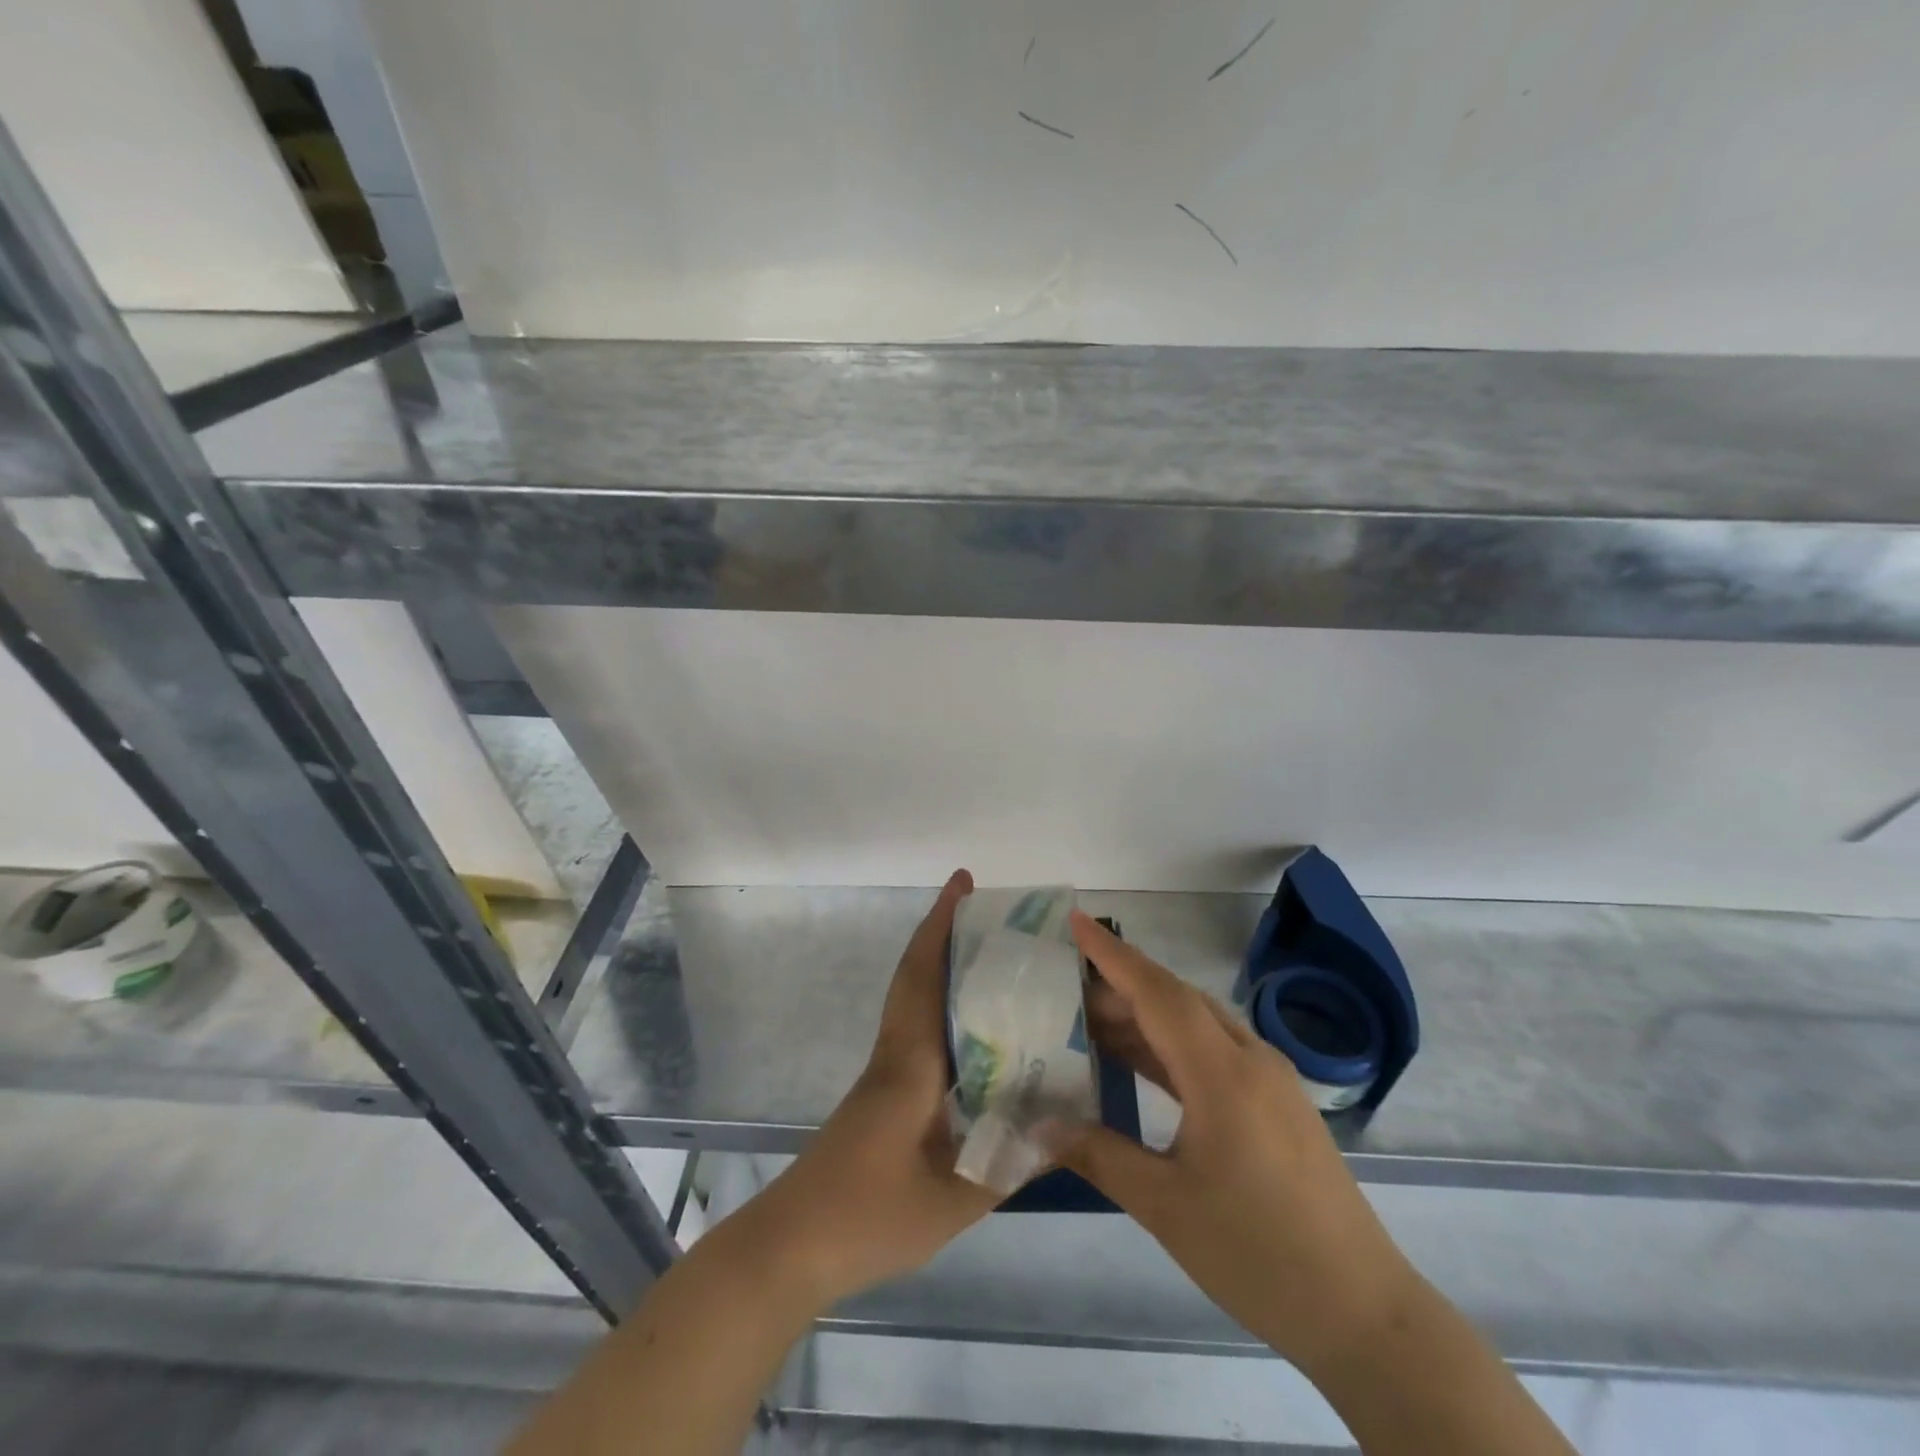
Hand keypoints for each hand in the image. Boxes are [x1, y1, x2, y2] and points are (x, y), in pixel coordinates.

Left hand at [747, 869, 998, 1304]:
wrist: (792, 1246)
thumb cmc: (867, 1216)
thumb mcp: (952, 1200)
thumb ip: (1011, 1162)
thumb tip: (1068, 1125)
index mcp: (910, 1061)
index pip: (925, 976)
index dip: (941, 926)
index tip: (962, 883)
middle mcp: (895, 1052)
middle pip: (916, 975)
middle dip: (944, 932)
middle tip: (988, 908)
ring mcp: (884, 1072)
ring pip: (913, 999)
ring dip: (941, 964)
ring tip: (992, 954)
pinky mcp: (882, 1093)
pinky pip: (916, 1029)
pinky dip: (940, 1006)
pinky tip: (975, 1031)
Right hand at [1062, 911, 1416, 1375]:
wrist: (1363, 1312)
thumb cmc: (1259, 1254)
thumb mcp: (1166, 1207)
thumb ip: (1099, 1155)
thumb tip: (1038, 1129)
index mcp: (1224, 1074)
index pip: (1159, 993)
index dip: (1113, 955)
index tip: (1075, 921)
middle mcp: (1250, 1059)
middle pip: (1177, 1000)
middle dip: (1121, 984)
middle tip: (1065, 984)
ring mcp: (1269, 1080)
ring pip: (1197, 1024)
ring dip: (1146, 1016)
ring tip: (1090, 1020)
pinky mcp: (1277, 1103)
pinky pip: (1214, 1052)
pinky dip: (1171, 1046)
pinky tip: (1140, 1063)